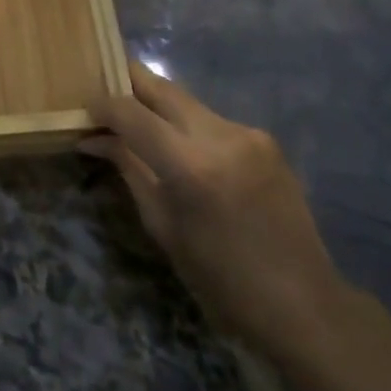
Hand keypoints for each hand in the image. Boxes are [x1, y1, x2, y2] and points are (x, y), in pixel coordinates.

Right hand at [82, 60, 347, 358]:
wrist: (305, 305)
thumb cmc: (222, 279)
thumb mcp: (163, 226)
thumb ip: (129, 169)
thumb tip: (93, 139)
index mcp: (190, 164)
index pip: (130, 111)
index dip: (101, 106)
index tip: (84, 112)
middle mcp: (220, 136)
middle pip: (161, 87)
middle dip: (128, 85)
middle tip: (105, 96)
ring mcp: (247, 134)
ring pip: (186, 101)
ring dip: (159, 108)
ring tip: (140, 126)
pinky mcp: (265, 140)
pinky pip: (212, 121)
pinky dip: (188, 127)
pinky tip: (183, 150)